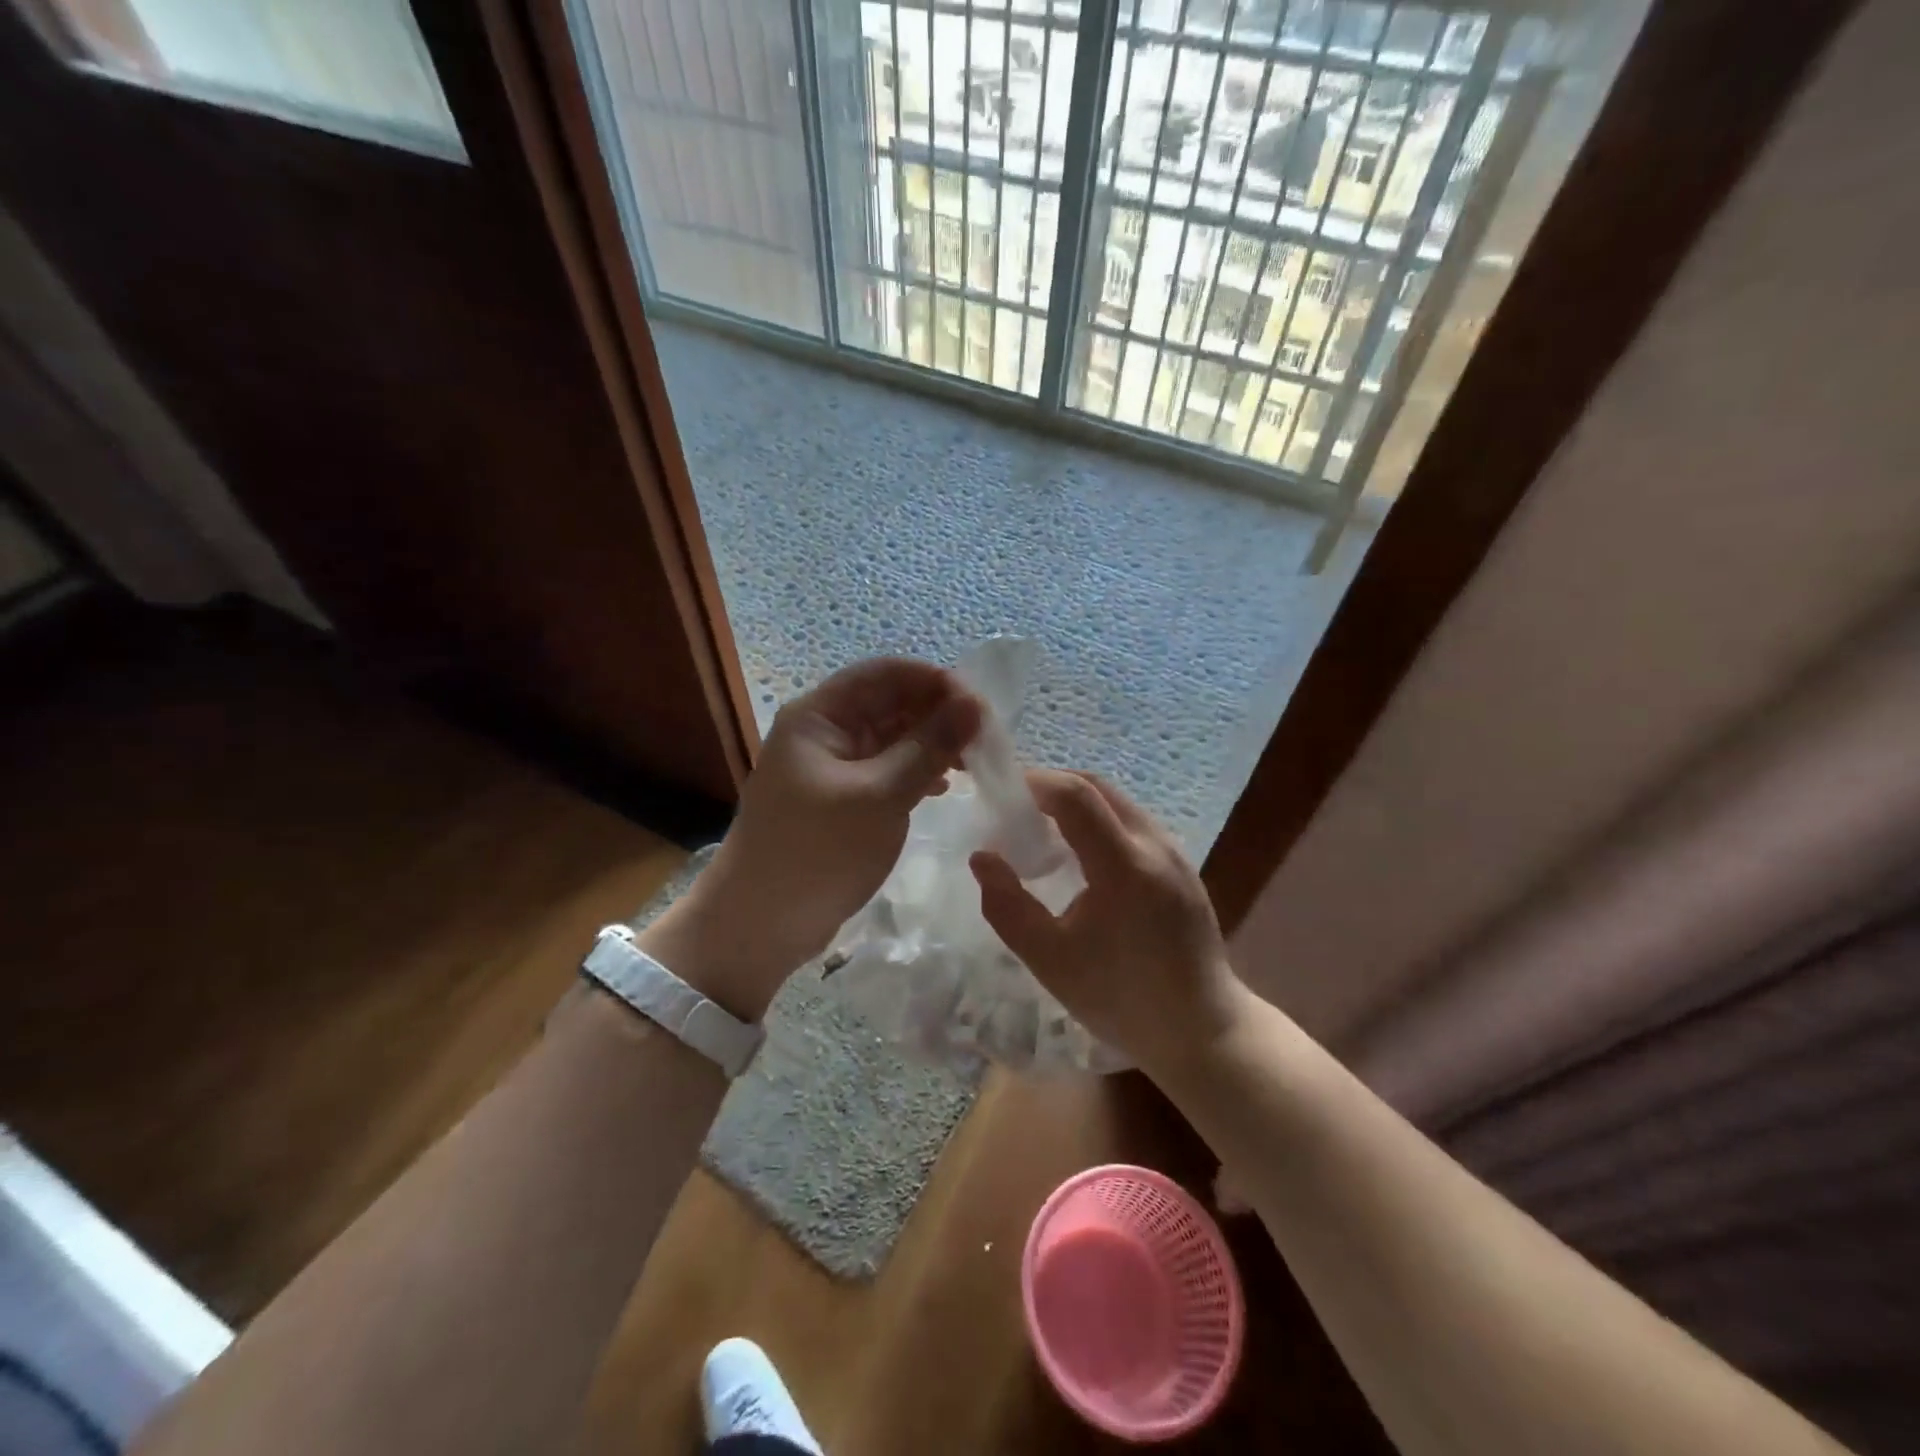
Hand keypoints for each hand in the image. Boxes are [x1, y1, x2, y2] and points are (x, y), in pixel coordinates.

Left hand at [641, 658, 979, 1020]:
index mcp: (820, 715)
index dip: (934, 681)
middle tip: (986, 738)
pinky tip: (946, 786)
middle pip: (890, 703)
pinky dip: (917, 772)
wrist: (759, 925)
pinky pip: (887, 769)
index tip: (980, 706)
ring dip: (932, 744)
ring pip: (892, 738)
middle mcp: (825, 731)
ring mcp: (833, 767)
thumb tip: (974, 704)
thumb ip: (928, 747)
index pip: (885, 674)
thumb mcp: (879, 796)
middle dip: (938, 714)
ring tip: (975, 762)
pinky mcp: (842, 799)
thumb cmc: (817, 852)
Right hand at [970, 770, 1250, 1075]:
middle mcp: (1155, 845)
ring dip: (1076, 802)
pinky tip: (1081, 855)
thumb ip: (1007, 906)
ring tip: (1042, 831)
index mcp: (1125, 866)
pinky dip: (1099, 820)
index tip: (1001, 795)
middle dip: (1052, 787)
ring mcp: (1175, 851)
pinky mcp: (1183, 864)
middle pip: (1098, 787)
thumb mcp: (1050, 960)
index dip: (1034, 783)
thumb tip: (982, 857)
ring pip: (1118, 801)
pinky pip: (1133, 821)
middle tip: (1015, 810)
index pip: (1076, 795)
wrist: (1201, 1028)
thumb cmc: (1121, 999)